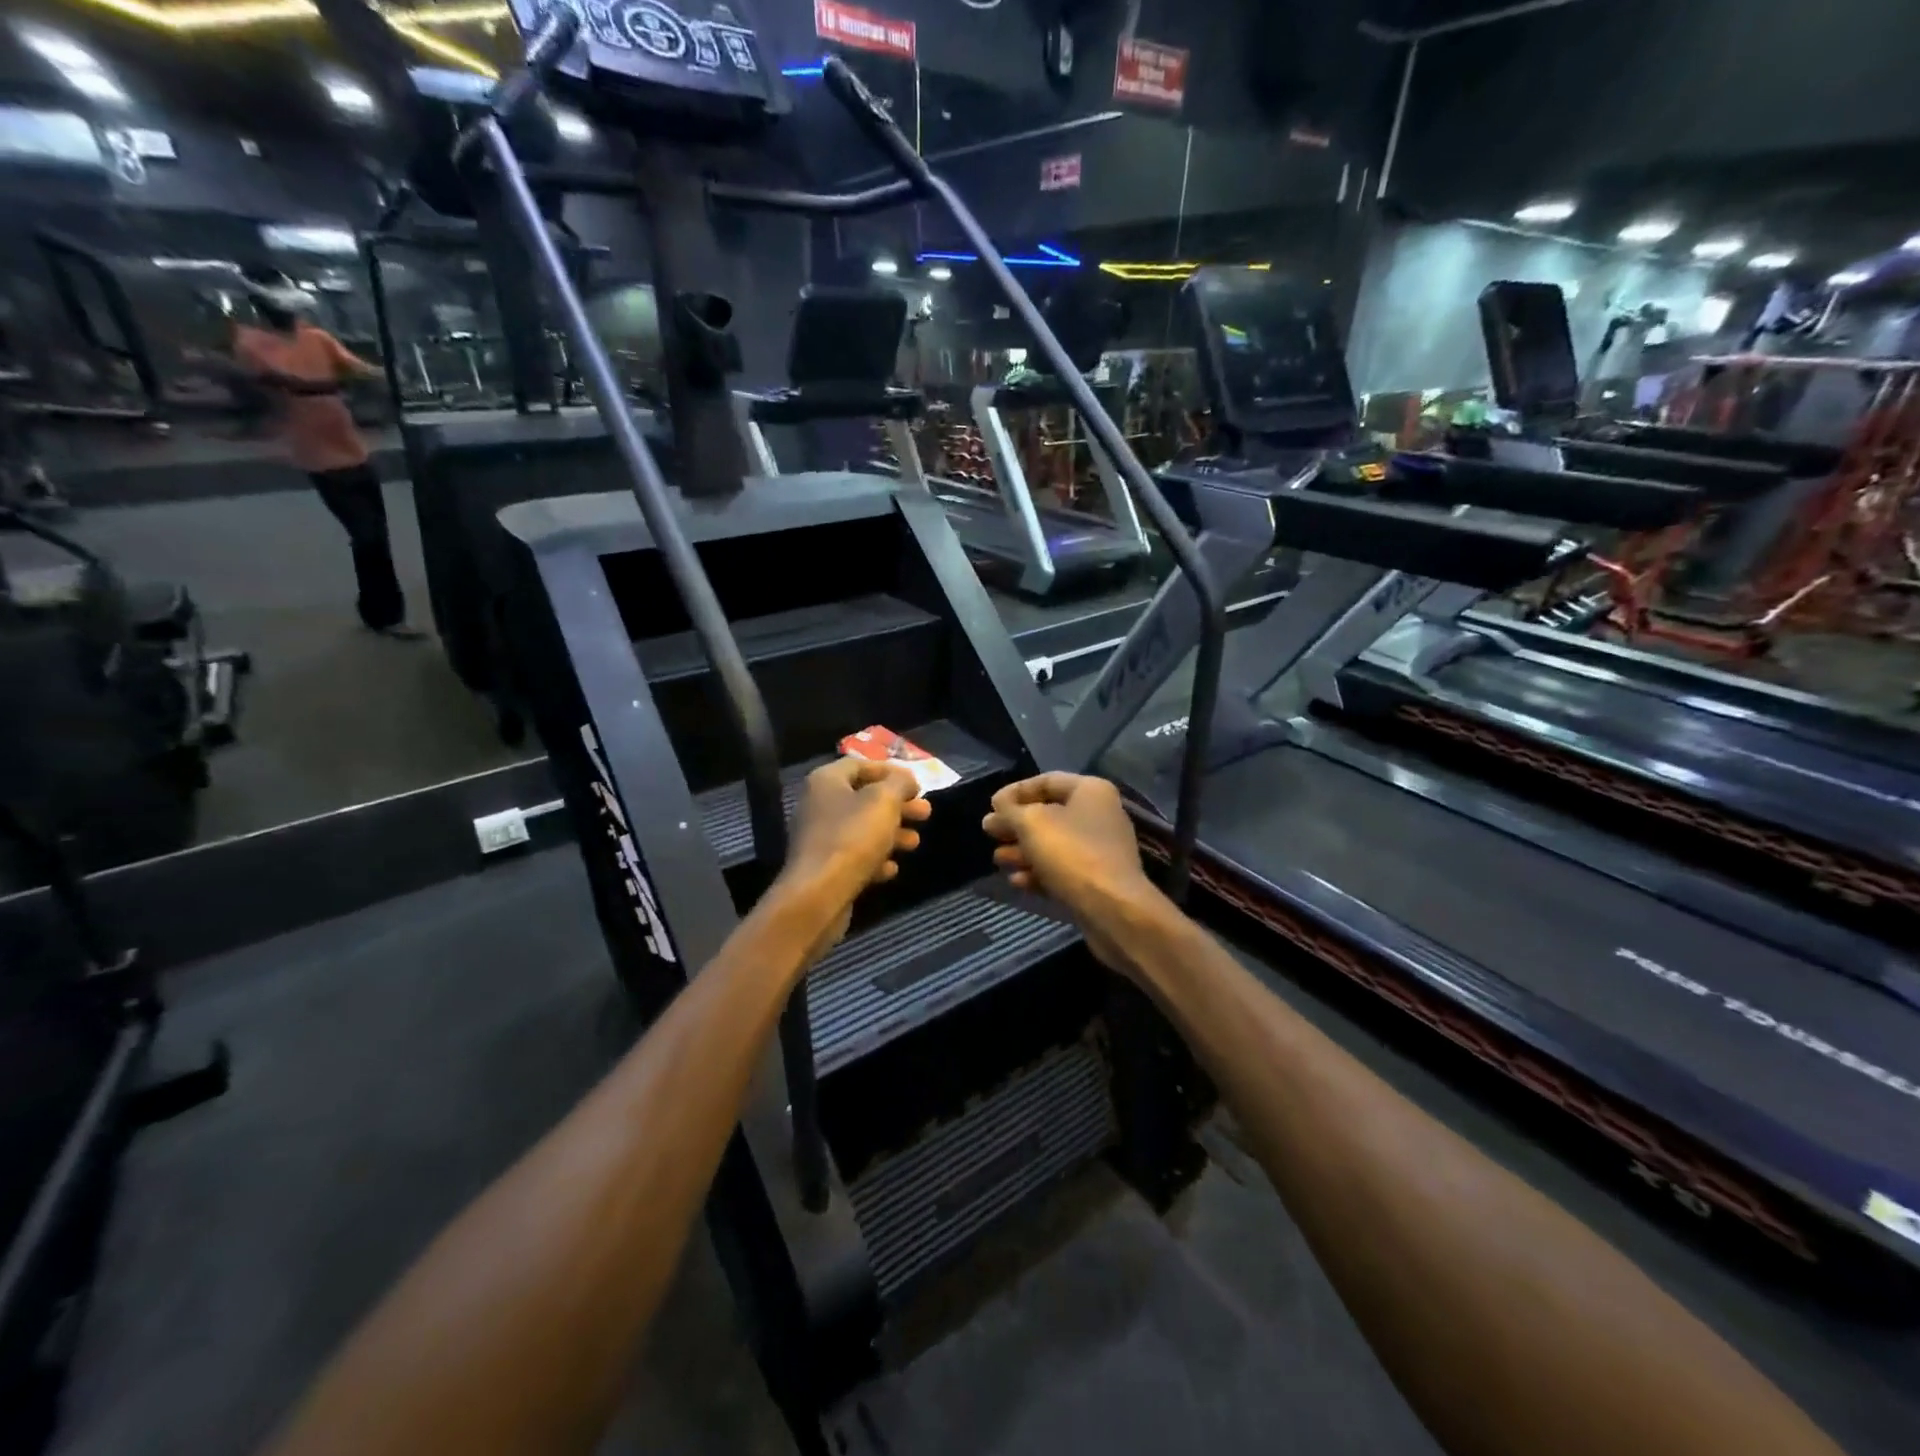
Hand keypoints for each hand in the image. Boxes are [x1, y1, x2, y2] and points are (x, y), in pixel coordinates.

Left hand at [775, 759, 930, 959]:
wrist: (818, 895)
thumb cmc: (852, 837)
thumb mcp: (884, 801)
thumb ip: (900, 783)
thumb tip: (907, 779)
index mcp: (826, 781)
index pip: (860, 765)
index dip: (890, 771)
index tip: (916, 784)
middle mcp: (818, 805)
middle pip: (864, 798)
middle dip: (898, 806)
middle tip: (925, 813)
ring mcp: (819, 839)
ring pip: (862, 829)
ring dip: (892, 834)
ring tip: (915, 843)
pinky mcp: (823, 868)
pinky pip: (854, 857)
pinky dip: (875, 859)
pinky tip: (891, 869)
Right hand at [981, 773, 1161, 971]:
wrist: (1112, 908)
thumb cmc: (1071, 853)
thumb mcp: (1031, 823)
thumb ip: (1010, 810)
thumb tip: (998, 805)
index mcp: (1090, 791)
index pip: (1046, 781)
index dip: (1015, 791)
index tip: (991, 805)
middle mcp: (1098, 815)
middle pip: (1049, 814)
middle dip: (1016, 824)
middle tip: (989, 832)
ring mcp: (1099, 850)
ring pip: (1053, 844)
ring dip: (1023, 850)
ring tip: (998, 859)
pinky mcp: (1096, 880)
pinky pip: (1062, 870)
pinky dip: (1039, 872)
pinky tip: (1017, 881)